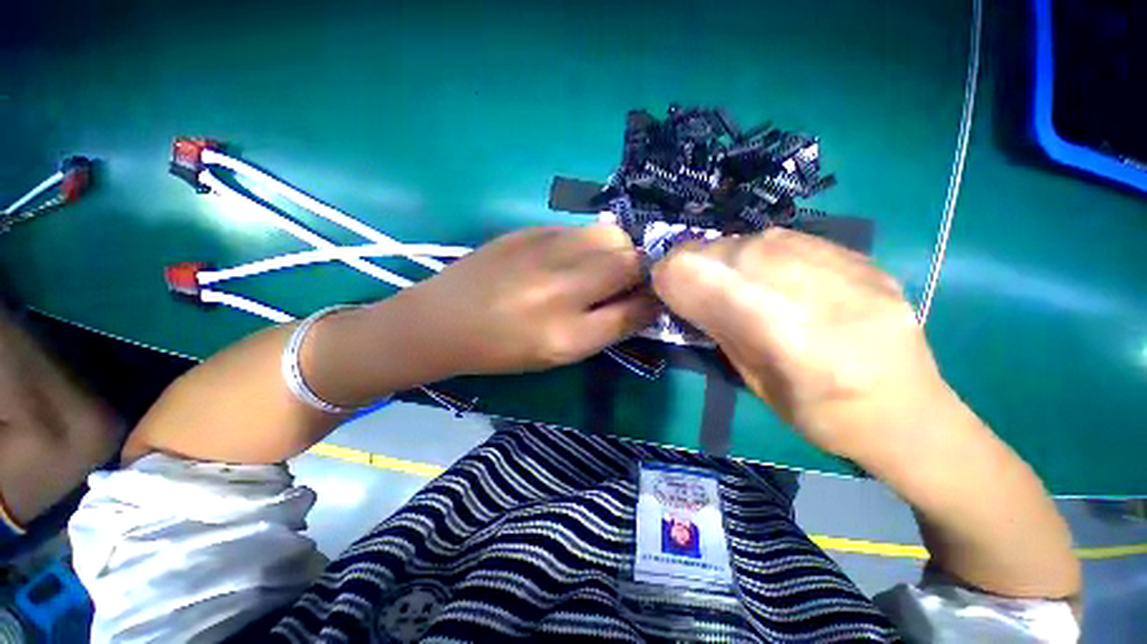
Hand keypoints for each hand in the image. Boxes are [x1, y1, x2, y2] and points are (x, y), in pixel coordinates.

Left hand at [401, 224, 657, 375]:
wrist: (443, 321)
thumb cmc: (502, 349)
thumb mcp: (559, 354)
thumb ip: (605, 328)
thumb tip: (641, 301)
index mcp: (569, 335)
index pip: (636, 310)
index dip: (653, 302)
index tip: (655, 299)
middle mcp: (561, 290)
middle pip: (631, 263)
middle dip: (641, 270)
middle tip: (627, 280)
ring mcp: (544, 253)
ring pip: (611, 235)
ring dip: (617, 250)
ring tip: (599, 265)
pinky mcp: (529, 230)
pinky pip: (579, 229)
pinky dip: (587, 242)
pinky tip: (569, 256)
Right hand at [652, 228, 946, 461]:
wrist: (910, 412)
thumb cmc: (822, 416)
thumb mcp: (755, 382)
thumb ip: (720, 329)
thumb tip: (683, 291)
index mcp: (796, 345)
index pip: (714, 285)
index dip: (675, 278)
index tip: (660, 284)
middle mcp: (826, 297)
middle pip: (735, 253)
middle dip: (695, 261)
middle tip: (683, 276)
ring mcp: (853, 271)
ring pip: (760, 239)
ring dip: (723, 253)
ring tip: (717, 273)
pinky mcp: (864, 259)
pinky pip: (791, 238)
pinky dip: (758, 249)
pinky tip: (758, 268)